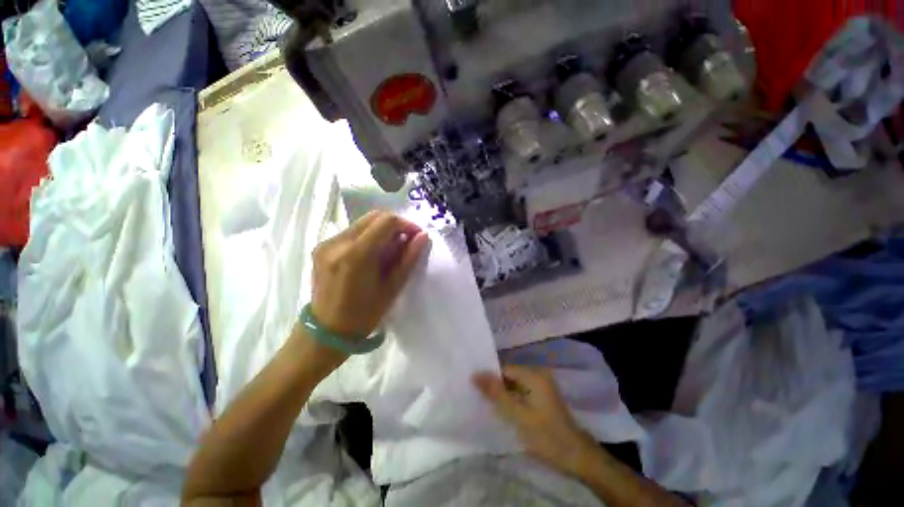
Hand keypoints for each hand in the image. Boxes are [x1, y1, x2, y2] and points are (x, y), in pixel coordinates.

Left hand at [310, 210, 429, 338]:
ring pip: (362, 223)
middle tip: (406, 243)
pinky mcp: (321, 247)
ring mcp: (326, 243)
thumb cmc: (364, 315)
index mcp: (356, 255)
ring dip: (381, 231)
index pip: (386, 221)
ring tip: (390, 251)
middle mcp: (337, 242)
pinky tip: (372, 255)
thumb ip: (408, 258)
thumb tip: (423, 236)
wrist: (326, 331)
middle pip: (373, 216)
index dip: (406, 225)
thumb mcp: (392, 288)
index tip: (417, 237)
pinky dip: (368, 236)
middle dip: (395, 225)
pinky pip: (351, 232)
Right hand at [474, 365, 597, 476]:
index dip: (489, 379)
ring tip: (489, 406)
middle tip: (479, 399)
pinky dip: (513, 400)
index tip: (475, 391)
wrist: (577, 457)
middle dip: (496, 387)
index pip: (503, 369)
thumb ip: (496, 393)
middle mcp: (538, 374)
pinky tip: (505, 411)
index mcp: (533, 374)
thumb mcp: (517, 415)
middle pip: (509, 376)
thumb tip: (475, 374)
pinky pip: (522, 392)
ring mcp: (542, 386)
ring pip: (515, 385)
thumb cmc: (546, 435)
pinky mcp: (543, 397)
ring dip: (504, 395)